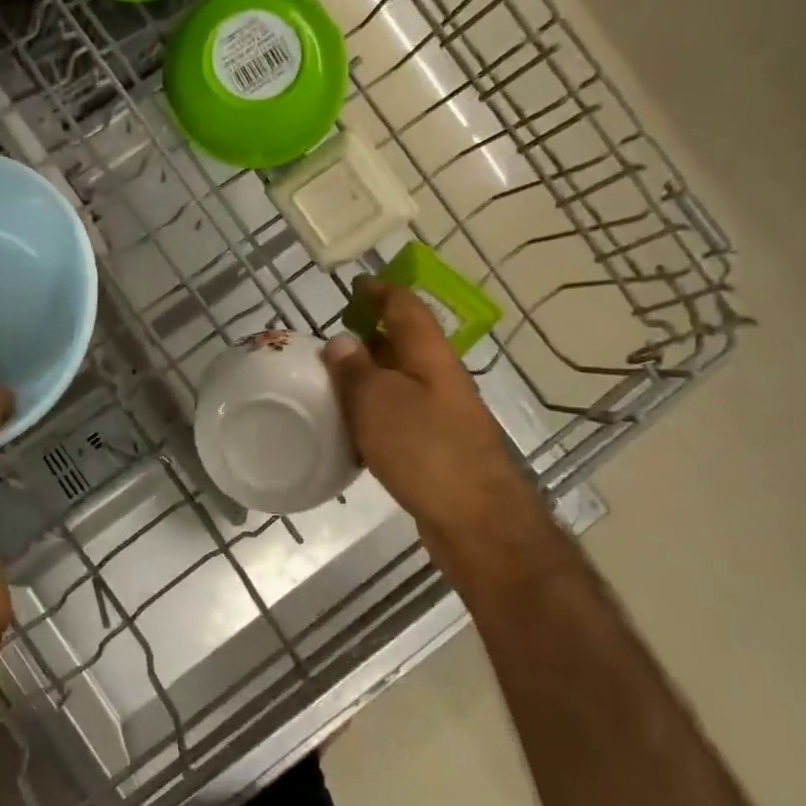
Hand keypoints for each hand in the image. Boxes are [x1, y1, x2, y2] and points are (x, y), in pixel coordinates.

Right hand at [322, 279, 540, 557]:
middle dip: (370, 336)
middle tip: (330, 342)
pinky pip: (400, 416)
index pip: (406, 307)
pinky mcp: (436, 447)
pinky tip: (352, 430)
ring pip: (400, 382)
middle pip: (404, 344)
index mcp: (430, 355)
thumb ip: (355, 369)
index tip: (356, 285)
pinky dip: (375, 413)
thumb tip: (341, 342)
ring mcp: (442, 414)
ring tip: (332, 384)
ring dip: (370, 377)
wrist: (476, 520)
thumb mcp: (377, 401)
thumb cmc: (425, 449)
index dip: (381, 292)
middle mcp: (440, 378)